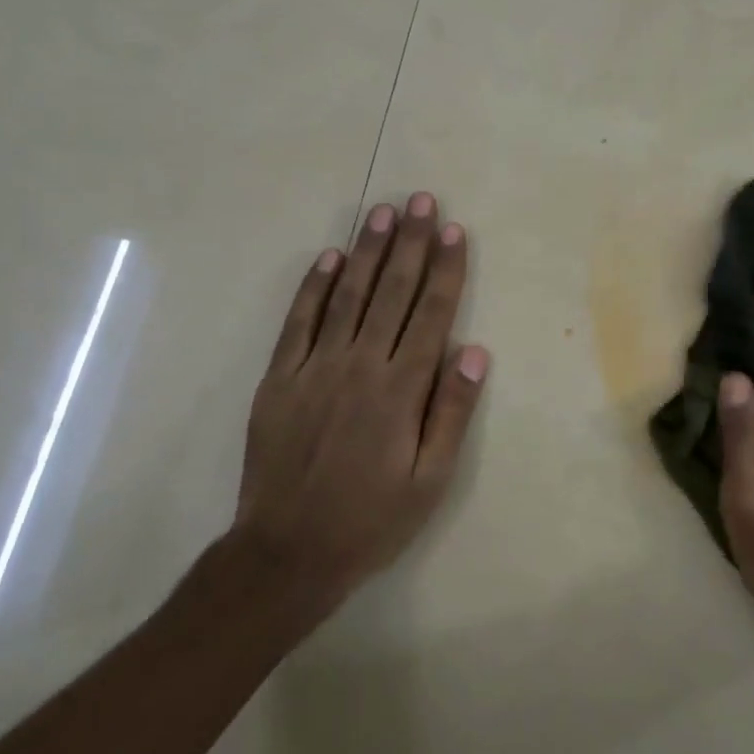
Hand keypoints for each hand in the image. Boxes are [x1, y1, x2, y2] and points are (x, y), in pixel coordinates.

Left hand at [238, 191, 488, 613]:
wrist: (286, 553)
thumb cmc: (371, 519)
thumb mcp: (430, 481)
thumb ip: (451, 413)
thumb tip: (474, 352)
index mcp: (401, 390)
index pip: (431, 314)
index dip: (445, 270)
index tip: (454, 231)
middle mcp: (360, 365)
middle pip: (391, 292)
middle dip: (410, 243)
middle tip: (422, 201)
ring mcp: (314, 368)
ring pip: (348, 295)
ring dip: (367, 250)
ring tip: (383, 212)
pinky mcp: (280, 378)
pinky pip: (299, 322)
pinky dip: (315, 286)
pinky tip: (329, 257)